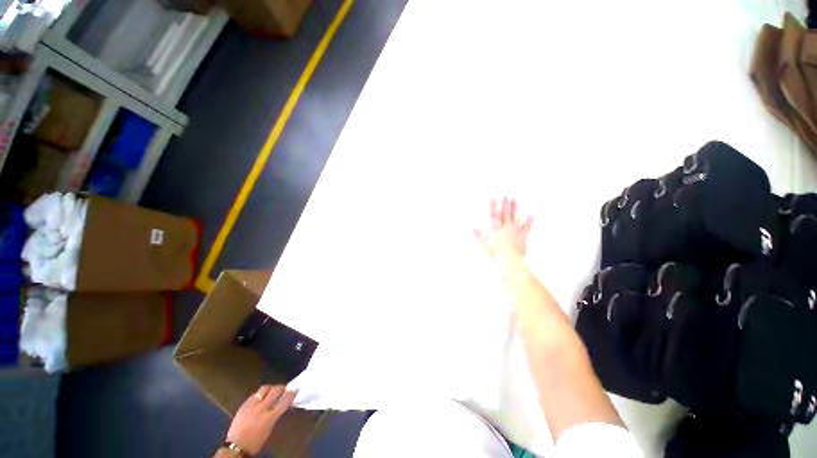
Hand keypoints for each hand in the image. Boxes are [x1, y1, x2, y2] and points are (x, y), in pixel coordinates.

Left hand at [226, 385, 295, 454]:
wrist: (236, 447)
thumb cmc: (256, 441)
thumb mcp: (269, 429)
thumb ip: (276, 414)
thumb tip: (281, 404)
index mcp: (270, 417)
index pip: (285, 400)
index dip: (291, 394)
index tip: (294, 391)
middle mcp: (262, 408)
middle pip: (275, 391)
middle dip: (282, 388)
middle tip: (284, 389)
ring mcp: (251, 405)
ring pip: (264, 389)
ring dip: (270, 388)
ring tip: (272, 391)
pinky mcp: (243, 405)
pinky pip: (254, 394)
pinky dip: (260, 394)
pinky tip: (260, 397)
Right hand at [473, 197, 532, 259]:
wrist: (509, 259)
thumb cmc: (495, 251)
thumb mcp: (484, 243)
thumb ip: (478, 234)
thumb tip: (472, 228)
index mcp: (496, 228)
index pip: (494, 215)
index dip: (493, 206)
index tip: (493, 198)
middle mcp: (506, 227)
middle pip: (505, 213)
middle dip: (505, 204)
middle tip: (506, 195)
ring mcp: (515, 230)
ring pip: (515, 217)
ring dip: (515, 208)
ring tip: (516, 200)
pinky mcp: (522, 235)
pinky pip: (527, 227)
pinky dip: (530, 220)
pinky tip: (532, 214)